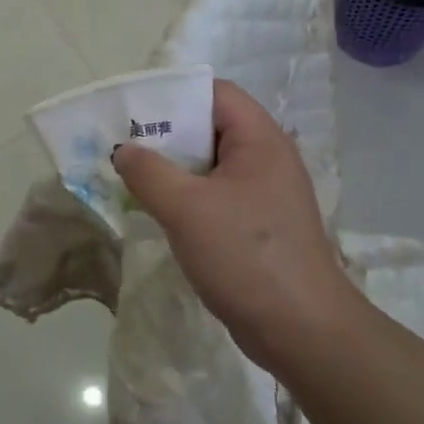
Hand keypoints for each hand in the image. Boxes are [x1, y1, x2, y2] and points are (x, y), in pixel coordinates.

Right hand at [112, 79, 355, 373]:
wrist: (301, 329)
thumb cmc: (245, 256)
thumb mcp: (186, 208)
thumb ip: (148, 172)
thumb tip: (124, 150)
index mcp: (260, 140)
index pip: (215, 93)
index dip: (174, 94)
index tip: (133, 110)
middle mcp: (267, 159)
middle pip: (211, 128)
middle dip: (166, 134)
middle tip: (123, 145)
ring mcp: (265, 194)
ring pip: (211, 166)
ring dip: (173, 169)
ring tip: (132, 176)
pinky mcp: (259, 225)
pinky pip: (216, 196)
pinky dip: (187, 197)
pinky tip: (159, 212)